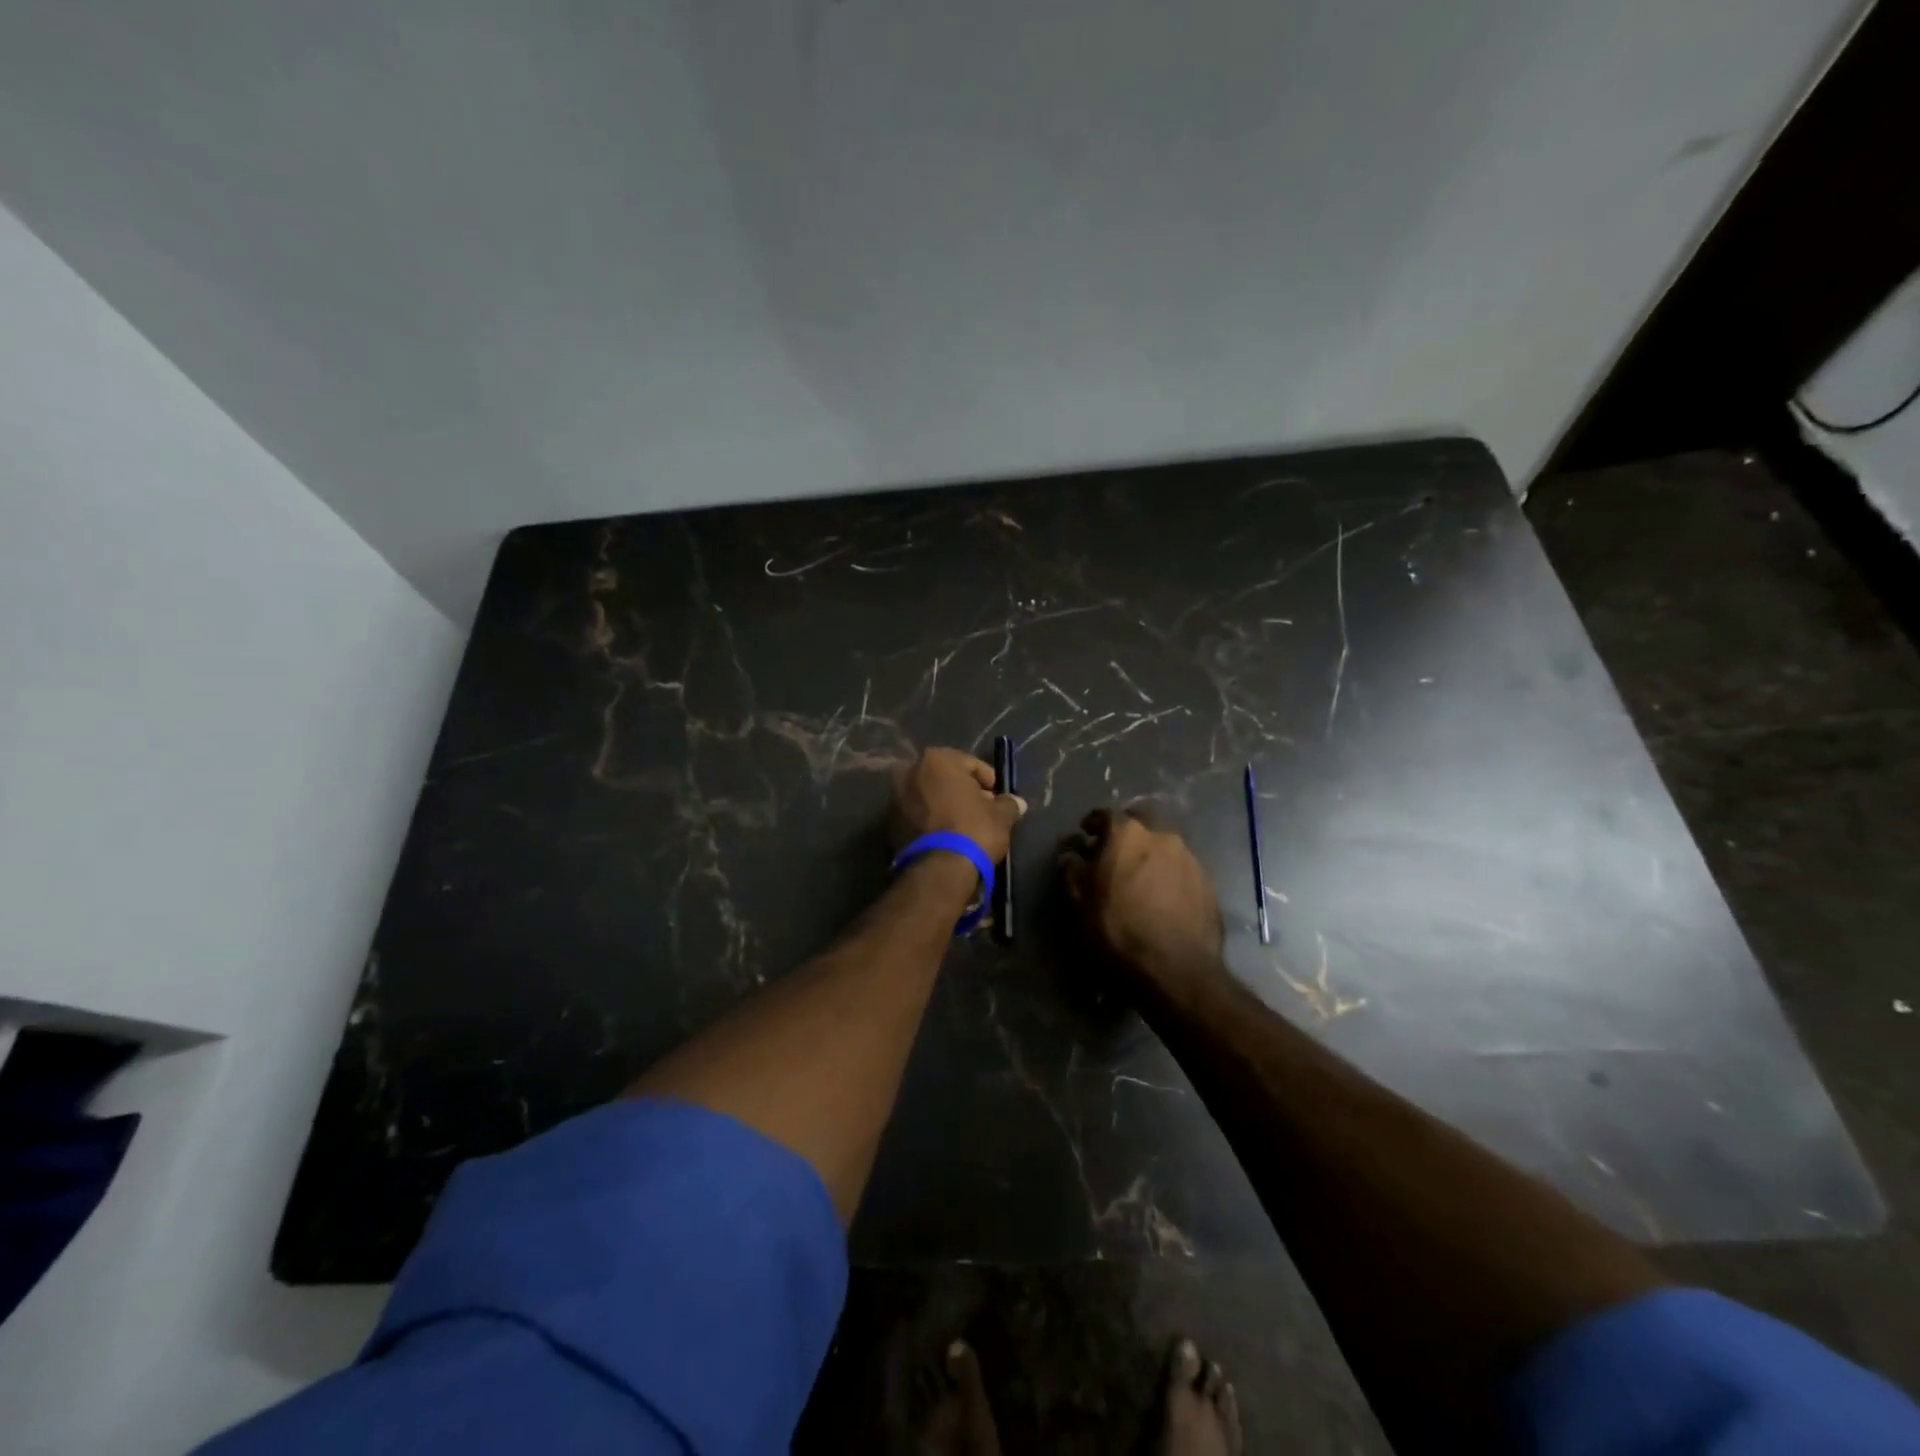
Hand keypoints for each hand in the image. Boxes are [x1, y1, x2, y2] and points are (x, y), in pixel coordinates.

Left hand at [891, 746, 1026, 863]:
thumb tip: (1017, 802)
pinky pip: (917, 814)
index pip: (970, 763)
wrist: (939, 870)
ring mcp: (896, 797)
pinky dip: (930, 820)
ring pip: (929, 795)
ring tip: (964, 825)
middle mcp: (910, 771)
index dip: (988, 781)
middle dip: (963, 791)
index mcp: (937, 759)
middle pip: (945, 778)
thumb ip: (1009, 803)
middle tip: (982, 810)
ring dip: (945, 805)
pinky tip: (946, 835)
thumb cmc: (973, 830)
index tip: (998, 798)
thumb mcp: (1001, 816)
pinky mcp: (889, 823)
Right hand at [1061, 808, 1223, 982]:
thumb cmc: (1118, 930)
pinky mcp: (1208, 881)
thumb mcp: (1079, 903)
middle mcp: (1162, 835)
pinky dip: (1168, 873)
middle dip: (1126, 832)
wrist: (1176, 969)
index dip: (1092, 823)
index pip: (1105, 814)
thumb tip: (1071, 855)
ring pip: (1164, 844)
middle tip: (1114, 853)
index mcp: (1127, 833)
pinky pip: (1181, 867)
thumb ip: (1072, 871)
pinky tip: (1162, 895)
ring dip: (1149, 853)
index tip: (1085, 835)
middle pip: (1140, 823)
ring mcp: (1189, 857)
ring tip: (1140, 876)